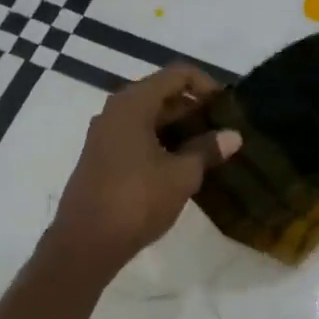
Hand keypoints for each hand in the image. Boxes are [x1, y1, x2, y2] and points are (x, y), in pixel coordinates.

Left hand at [47, 63, 240, 275]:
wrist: (85, 243)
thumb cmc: (136, 201)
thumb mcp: (181, 175)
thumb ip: (207, 150)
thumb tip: (233, 135)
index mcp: (133, 104)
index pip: (176, 75)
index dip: (206, 85)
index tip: (227, 108)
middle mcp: (115, 112)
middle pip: (161, 95)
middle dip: (194, 109)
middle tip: (223, 130)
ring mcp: (104, 136)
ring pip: (149, 118)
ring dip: (179, 129)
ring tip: (208, 150)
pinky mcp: (101, 158)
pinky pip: (136, 137)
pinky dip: (161, 143)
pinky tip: (181, 166)